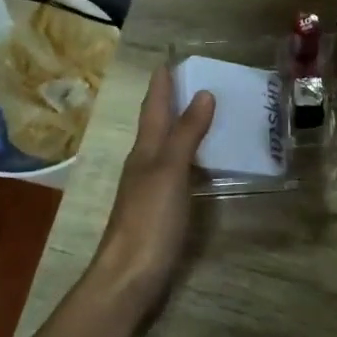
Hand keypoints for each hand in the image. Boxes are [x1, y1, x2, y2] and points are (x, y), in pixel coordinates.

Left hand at [89, 67, 214, 311]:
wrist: (129, 277)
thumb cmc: (149, 221)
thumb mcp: (169, 172)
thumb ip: (185, 134)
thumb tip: (202, 93)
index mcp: (144, 151)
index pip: (153, 108)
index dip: (162, 84)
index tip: (171, 59)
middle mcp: (144, 165)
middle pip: (157, 126)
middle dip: (172, 102)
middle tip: (197, 81)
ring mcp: (151, 190)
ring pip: (166, 148)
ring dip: (182, 129)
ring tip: (207, 114)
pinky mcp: (161, 211)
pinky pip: (178, 172)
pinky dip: (190, 158)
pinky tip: (203, 163)